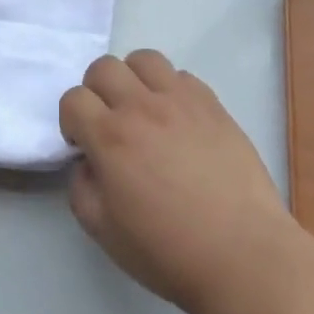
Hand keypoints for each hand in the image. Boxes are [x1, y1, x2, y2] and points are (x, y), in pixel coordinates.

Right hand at [59, 50, 293, 313]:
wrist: (242, 254)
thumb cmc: (168, 251)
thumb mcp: (104, 232)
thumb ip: (81, 188)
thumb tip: (88, 161)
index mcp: (111, 137)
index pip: (73, 98)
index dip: (71, 120)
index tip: (83, 145)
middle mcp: (142, 107)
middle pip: (103, 67)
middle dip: (95, 91)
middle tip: (108, 122)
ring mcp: (180, 100)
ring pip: (144, 59)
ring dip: (133, 79)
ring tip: (142, 109)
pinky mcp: (212, 104)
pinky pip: (182, 75)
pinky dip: (170, 89)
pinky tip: (178, 120)